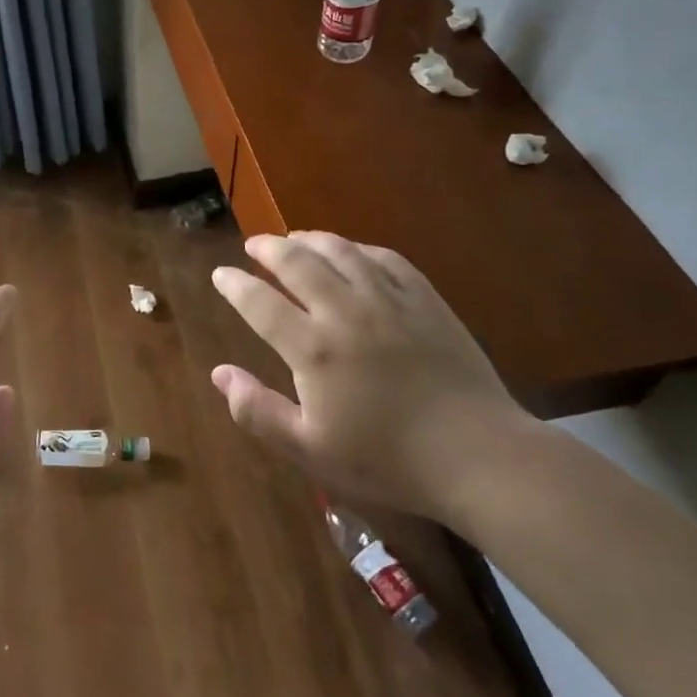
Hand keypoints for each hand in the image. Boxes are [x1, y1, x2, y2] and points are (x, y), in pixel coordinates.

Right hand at [210, 232, 532, 522]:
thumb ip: (258, 411)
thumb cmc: (387, 459)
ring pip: (341, 251)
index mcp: (312, 348)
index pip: (259, 302)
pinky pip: (386, 259)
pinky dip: (360, 249)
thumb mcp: (310, 449)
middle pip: (297, 262)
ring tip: (295, 237)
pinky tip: (353, 252)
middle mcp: (344, 311)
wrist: (477, 455)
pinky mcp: (425, 300)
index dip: (234, 285)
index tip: (220, 274)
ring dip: (311, 239)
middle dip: (268, 248)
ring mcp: (388, 300)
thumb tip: (220, 373)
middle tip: (254, 245)